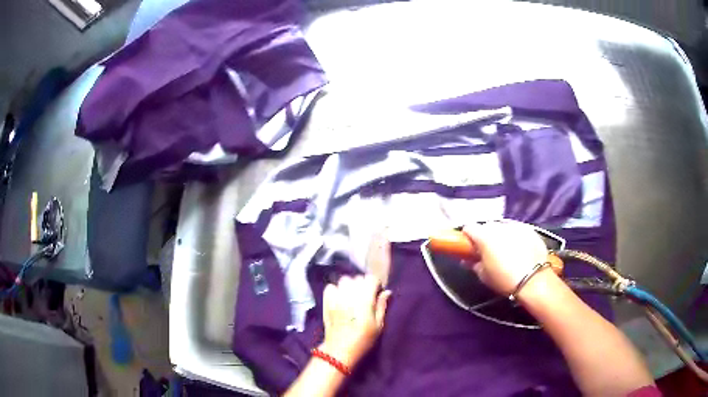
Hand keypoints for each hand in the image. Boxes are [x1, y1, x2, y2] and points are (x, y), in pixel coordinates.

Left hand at [320, 275, 391, 367]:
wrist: (340, 349)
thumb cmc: (363, 339)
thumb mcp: (378, 325)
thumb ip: (382, 306)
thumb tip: (387, 292)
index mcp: (365, 299)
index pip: (371, 279)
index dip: (375, 284)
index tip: (376, 293)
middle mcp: (350, 294)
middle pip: (358, 278)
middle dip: (362, 284)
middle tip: (364, 296)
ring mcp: (336, 297)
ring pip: (344, 280)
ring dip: (349, 286)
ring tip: (351, 296)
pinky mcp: (326, 301)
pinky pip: (330, 287)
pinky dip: (335, 289)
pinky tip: (339, 298)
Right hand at [463, 221, 547, 294]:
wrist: (534, 281)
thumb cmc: (504, 280)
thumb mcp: (484, 276)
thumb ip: (473, 264)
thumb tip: (467, 260)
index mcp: (485, 236)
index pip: (469, 228)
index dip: (467, 237)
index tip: (469, 247)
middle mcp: (499, 226)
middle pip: (487, 226)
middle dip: (485, 236)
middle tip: (488, 251)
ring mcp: (516, 226)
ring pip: (503, 226)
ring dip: (501, 235)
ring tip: (505, 250)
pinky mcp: (530, 229)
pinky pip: (517, 230)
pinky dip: (515, 237)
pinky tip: (519, 249)